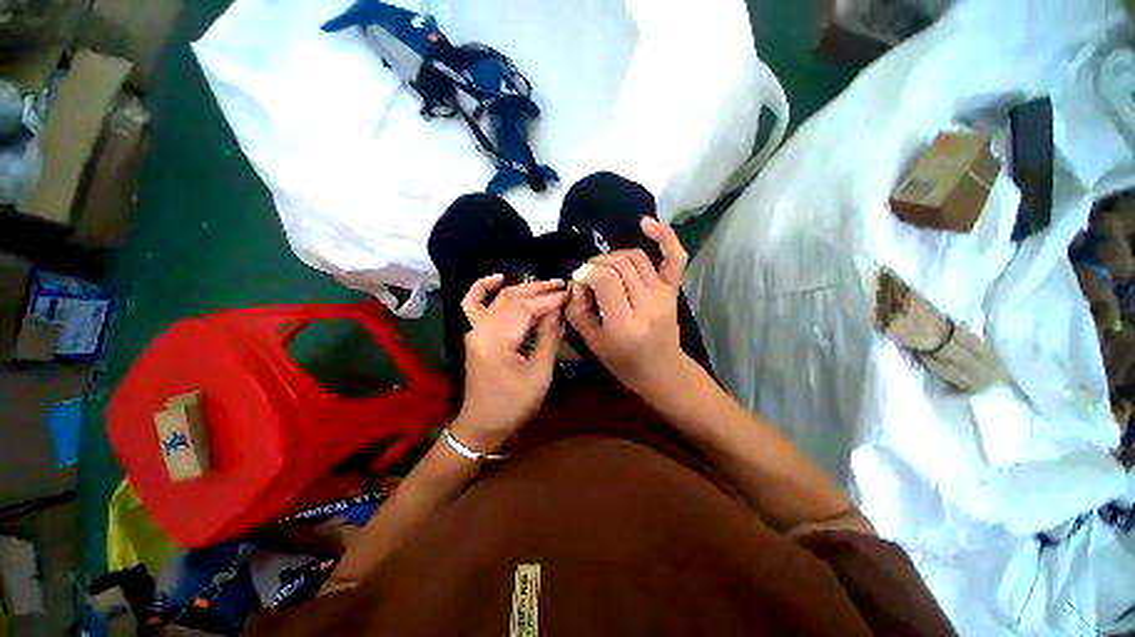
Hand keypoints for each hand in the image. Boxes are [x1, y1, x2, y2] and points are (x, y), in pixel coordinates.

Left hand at [452, 274, 566, 452]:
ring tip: (544, 284)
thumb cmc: (515, 404)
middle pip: (511, 299)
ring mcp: (474, 330)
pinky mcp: (475, 335)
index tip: (568, 294)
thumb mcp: (539, 373)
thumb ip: (547, 337)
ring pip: (498, 299)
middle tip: (560, 285)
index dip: (549, 301)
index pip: (526, 309)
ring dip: (522, 289)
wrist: (483, 425)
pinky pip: (474, 305)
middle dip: (538, 290)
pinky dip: (483, 289)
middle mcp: (482, 329)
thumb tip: (556, 311)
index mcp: (498, 340)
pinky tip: (498, 279)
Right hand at [566, 217, 688, 396]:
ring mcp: (664, 293)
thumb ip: (577, 309)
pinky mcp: (673, 288)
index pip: (604, 279)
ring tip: (604, 268)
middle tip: (589, 278)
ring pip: (635, 257)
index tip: (580, 282)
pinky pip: (673, 256)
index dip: (587, 273)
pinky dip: (663, 236)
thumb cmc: (622, 361)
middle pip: (618, 265)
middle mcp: (647, 304)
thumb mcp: (591, 341)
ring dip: (614, 257)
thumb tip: (578, 280)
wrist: (661, 370)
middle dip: (597, 264)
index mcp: (624, 323)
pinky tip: (645, 223)